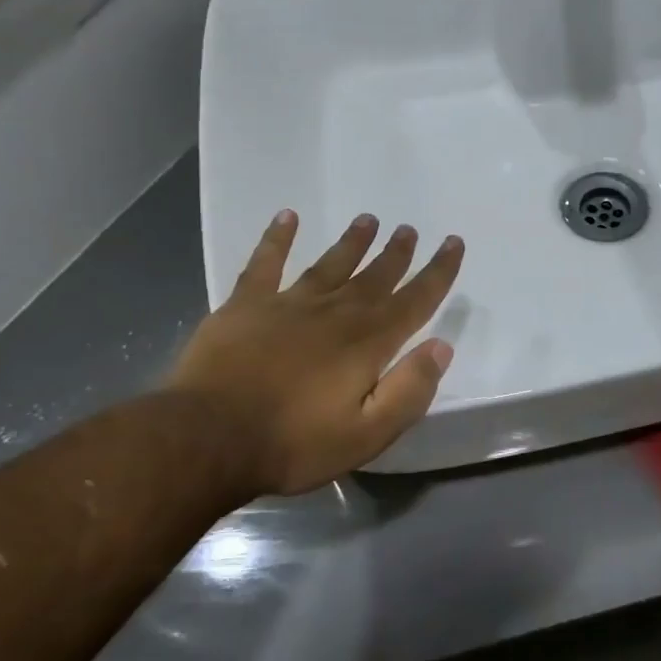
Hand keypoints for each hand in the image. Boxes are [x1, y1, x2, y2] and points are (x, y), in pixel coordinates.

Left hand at [166, 210, 464, 496]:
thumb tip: (441, 347)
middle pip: (374, 277)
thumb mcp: (368, 434)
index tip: (453, 243)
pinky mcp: (245, 306)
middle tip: (409, 229)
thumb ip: (408, 390)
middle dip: (397, 254)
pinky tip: (287, 217)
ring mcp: (287, 305)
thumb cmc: (294, 443)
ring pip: (330, 265)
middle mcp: (334, 313)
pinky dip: (277, 238)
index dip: (437, 272)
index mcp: (367, 343)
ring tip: (368, 220)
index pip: (414, 301)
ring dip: (352, 243)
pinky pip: (266, 263)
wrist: (208, 438)